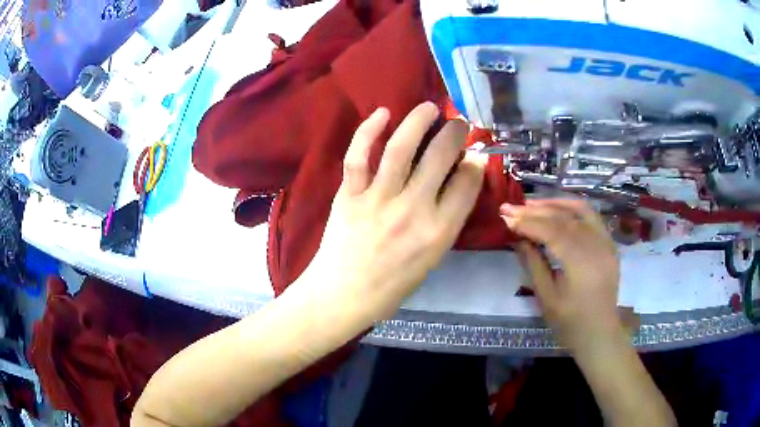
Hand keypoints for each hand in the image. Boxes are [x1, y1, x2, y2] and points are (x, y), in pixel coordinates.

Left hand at [294, 102, 486, 322]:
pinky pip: (359, 157)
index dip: (475, 163)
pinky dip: (368, 131)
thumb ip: (447, 219)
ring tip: (430, 107)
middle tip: (458, 123)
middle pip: (439, 158)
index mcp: (438, 232)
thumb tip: (458, 180)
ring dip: (418, 121)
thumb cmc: (392, 285)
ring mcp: (378, 200)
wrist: (344, 295)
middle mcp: (412, 211)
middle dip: (454, 133)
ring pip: (401, 149)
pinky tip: (382, 113)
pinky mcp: (349, 195)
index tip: (474, 152)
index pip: (466, 184)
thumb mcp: (432, 258)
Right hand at [501, 200, 622, 349]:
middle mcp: (596, 246)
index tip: (505, 218)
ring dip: (553, 203)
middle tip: (510, 208)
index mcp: (581, 264)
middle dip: (534, 211)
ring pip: (578, 211)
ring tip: (530, 203)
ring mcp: (606, 241)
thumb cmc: (570, 322)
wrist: (599, 332)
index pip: (551, 232)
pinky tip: (557, 206)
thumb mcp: (546, 297)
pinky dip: (572, 207)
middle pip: (563, 218)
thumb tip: (518, 238)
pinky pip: (591, 216)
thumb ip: (533, 264)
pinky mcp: (608, 242)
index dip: (527, 223)